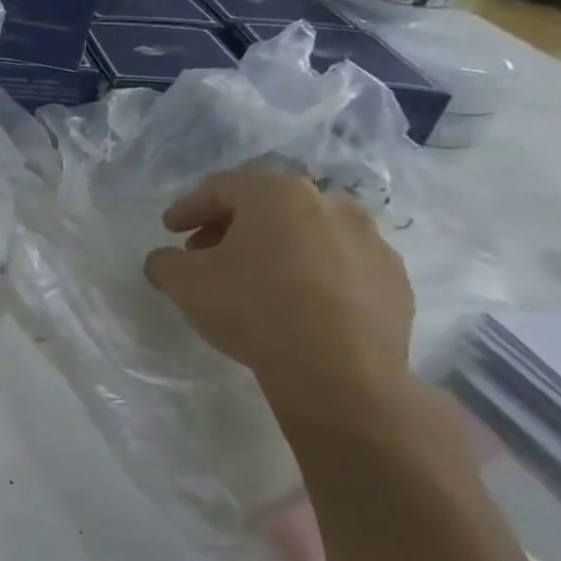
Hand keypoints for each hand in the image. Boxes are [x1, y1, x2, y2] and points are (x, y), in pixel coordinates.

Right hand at [144, 168, 413, 408]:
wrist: (341, 372)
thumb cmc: (252, 307)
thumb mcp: (183, 282)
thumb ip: (165, 261)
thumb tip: (166, 260)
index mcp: (277, 194)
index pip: (221, 188)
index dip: (188, 207)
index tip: (170, 229)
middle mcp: (330, 204)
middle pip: (267, 206)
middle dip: (231, 226)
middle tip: (205, 253)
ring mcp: (371, 241)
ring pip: (308, 234)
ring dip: (274, 248)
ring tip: (252, 279)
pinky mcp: (395, 280)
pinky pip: (340, 265)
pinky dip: (312, 274)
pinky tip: (294, 303)